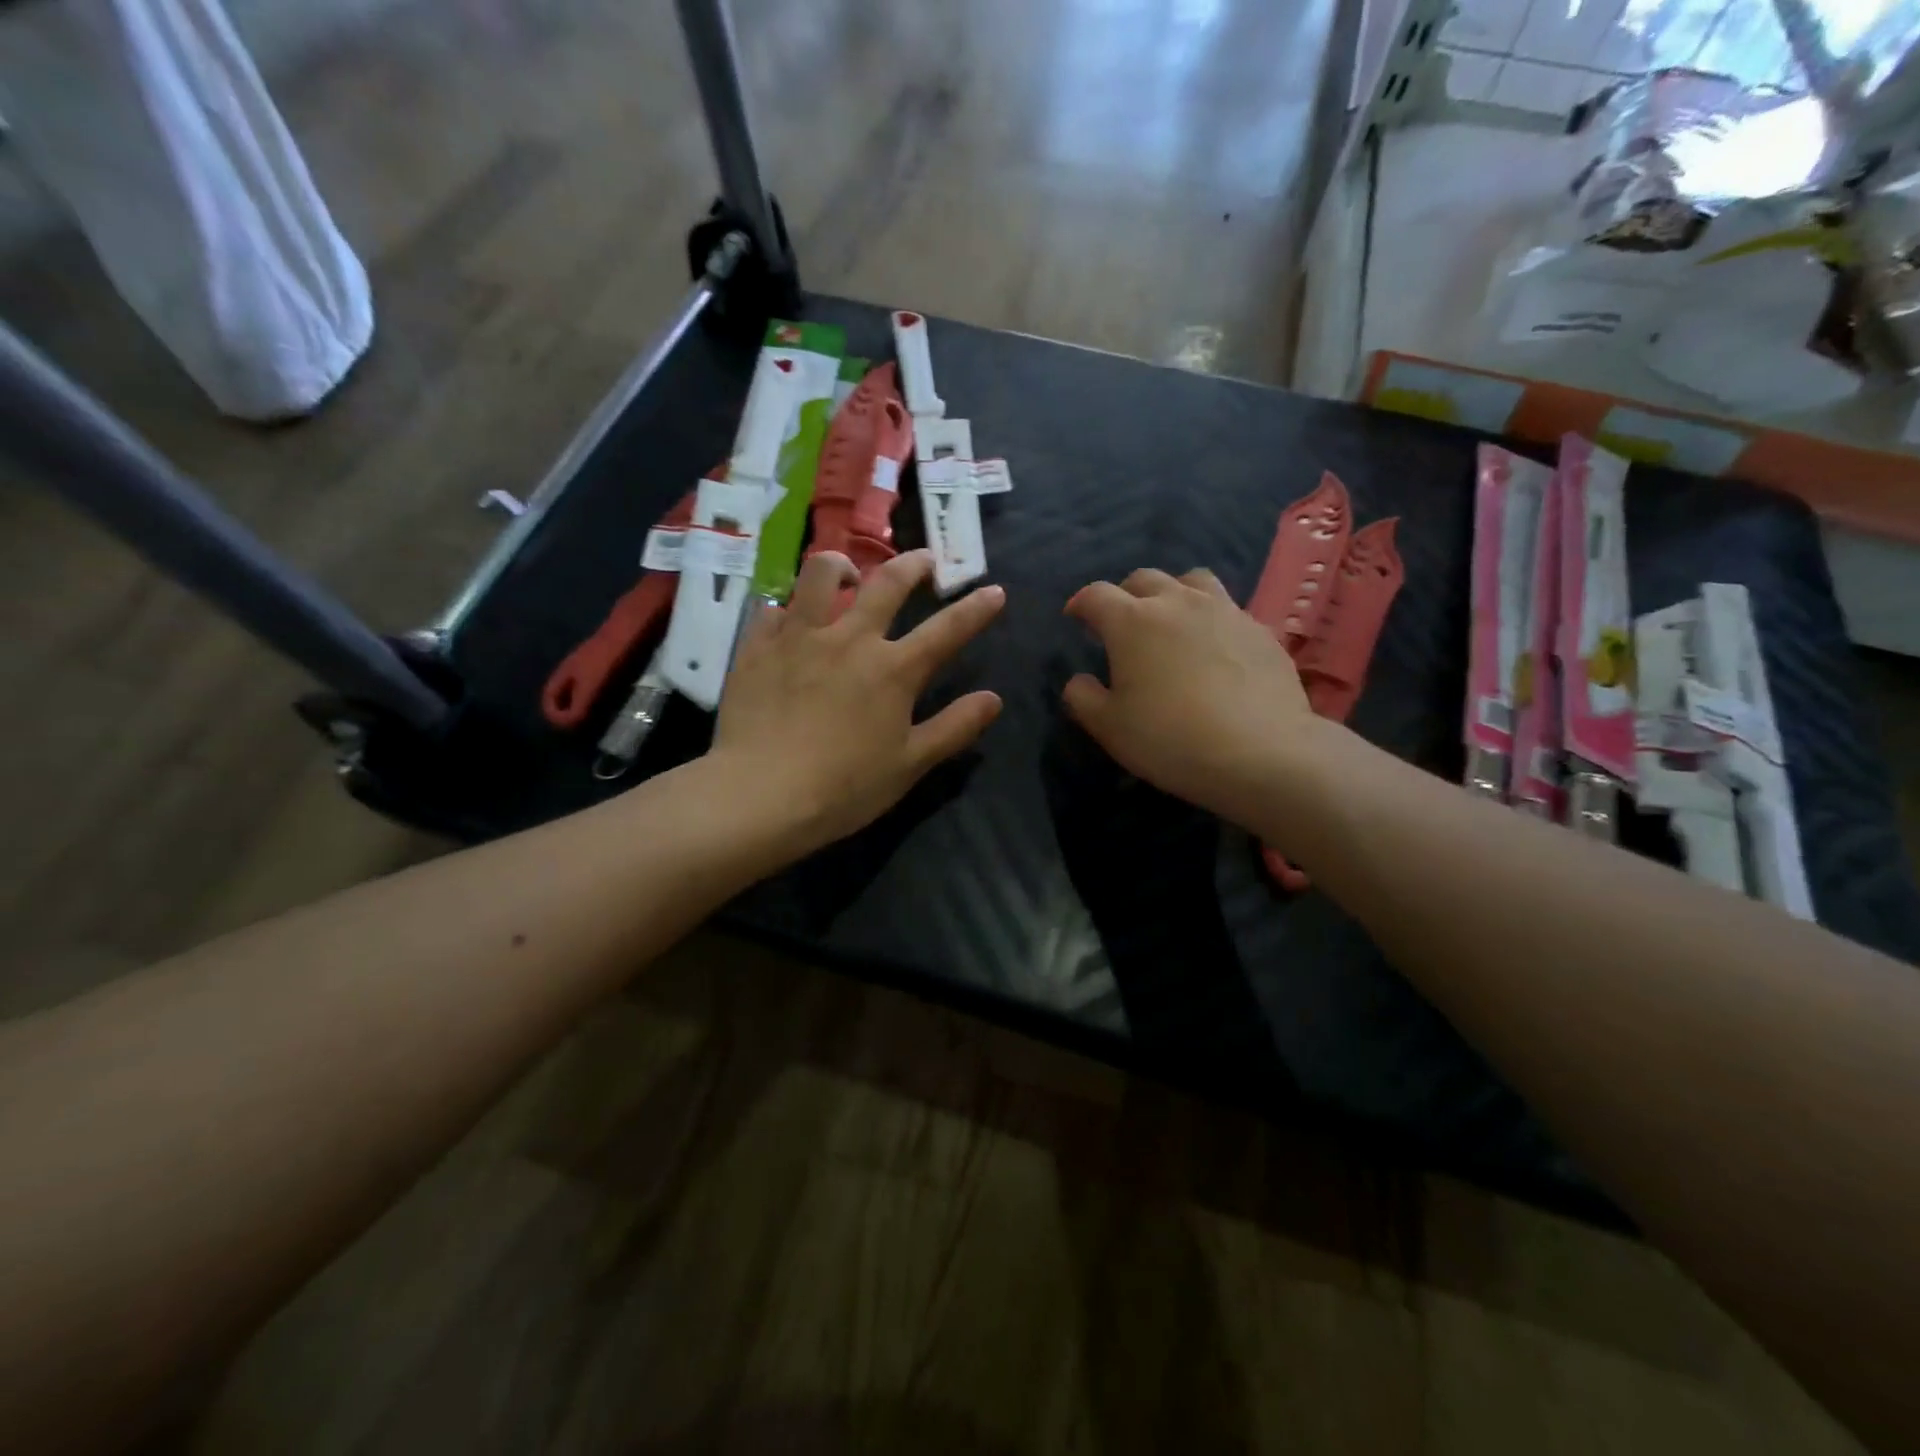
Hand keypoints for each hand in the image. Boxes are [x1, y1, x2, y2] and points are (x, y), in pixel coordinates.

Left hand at [713, 549, 1004, 854]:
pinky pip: (773, 608)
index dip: (976, 609)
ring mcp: (799, 637)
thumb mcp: (910, 764)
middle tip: (924, 560)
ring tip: (848, 573)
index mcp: (894, 670)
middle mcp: (850, 639)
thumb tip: (993, 699)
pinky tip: (789, 619)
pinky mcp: (757, 647)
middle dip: (914, 565)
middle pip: (888, 583)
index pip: (947, 630)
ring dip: (842, 565)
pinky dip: (789, 607)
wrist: (760, 795)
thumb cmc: (844, 788)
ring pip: (821, 575)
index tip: (995, 591)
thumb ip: (954, 727)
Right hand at [1062, 567, 1316, 825]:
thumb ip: (1083, 698)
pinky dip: (1211, 619)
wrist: (1260, 753)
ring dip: (1173, 594)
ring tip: (1172, 621)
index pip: (1096, 595)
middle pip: (1144, 578)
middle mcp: (1177, 603)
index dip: (1081, 603)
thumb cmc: (1170, 739)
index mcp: (1132, 622)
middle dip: (1125, 594)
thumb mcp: (1109, 728)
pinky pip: (1228, 610)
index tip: (1075, 617)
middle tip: (1121, 622)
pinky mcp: (1260, 630)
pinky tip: (1214, 650)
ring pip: (1193, 581)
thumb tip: (1079, 681)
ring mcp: (1225, 611)